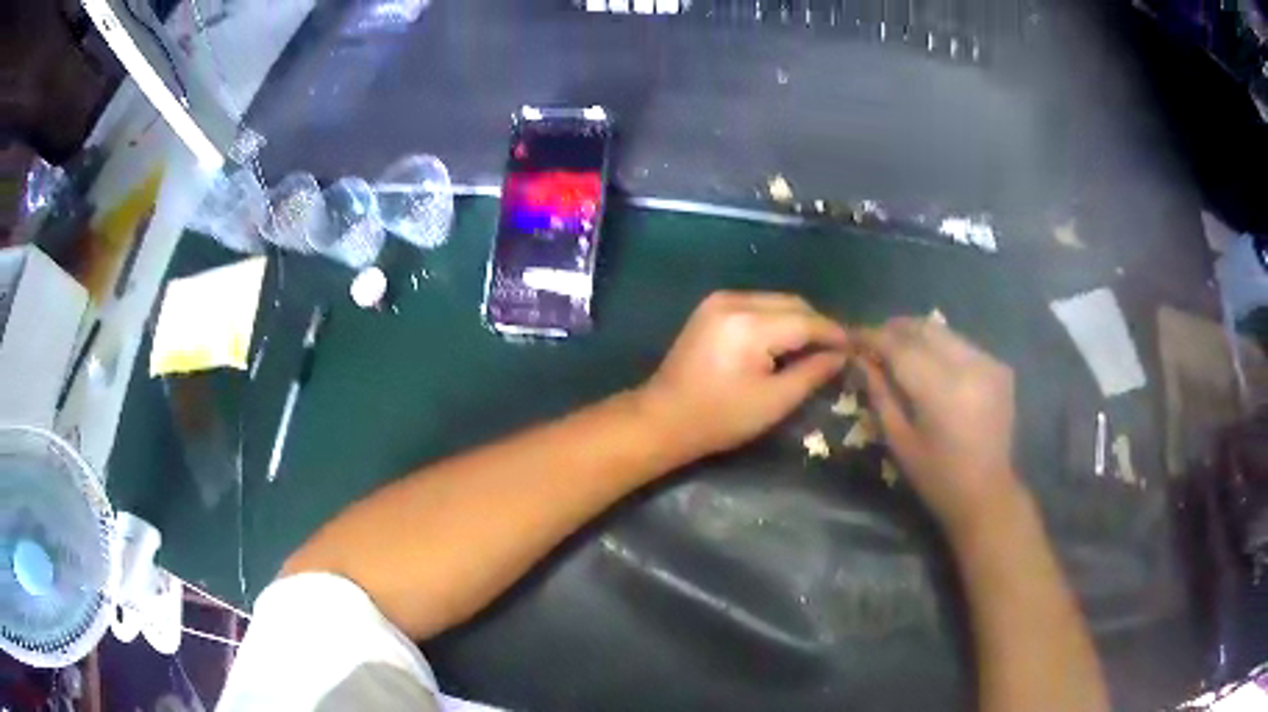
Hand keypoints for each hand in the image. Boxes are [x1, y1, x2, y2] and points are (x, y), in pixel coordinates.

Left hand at [637, 291, 848, 459]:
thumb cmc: (720, 418)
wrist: (663, 417)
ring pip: (776, 301)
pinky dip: (777, 319)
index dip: (835, 333)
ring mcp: (720, 300)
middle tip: (839, 349)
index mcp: (750, 325)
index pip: (806, 321)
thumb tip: (842, 355)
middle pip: (792, 304)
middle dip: (818, 324)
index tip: (857, 346)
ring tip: (816, 347)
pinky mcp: (711, 307)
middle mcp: (735, 301)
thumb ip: (812, 372)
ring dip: (799, 320)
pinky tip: (786, 341)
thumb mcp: (774, 401)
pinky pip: (757, 305)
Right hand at [855, 318, 1020, 534]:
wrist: (987, 494)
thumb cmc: (937, 477)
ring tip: (898, 348)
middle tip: (872, 341)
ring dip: (918, 335)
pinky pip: (962, 345)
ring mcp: (989, 363)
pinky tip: (930, 363)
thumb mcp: (899, 440)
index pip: (900, 347)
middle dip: (895, 329)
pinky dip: (941, 347)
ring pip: (945, 332)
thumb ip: (880, 393)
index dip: (873, 338)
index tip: (852, 336)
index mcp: (942, 390)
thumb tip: (860, 359)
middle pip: (925, 329)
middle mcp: (969, 366)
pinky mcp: (999, 367)